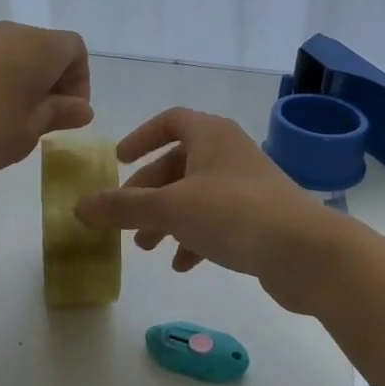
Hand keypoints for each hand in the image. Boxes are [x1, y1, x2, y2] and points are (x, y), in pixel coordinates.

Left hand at [0, 21, 92, 177]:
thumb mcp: (27, 132)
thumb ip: (57, 116)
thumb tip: (82, 107)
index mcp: (38, 47)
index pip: (76, 49)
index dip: (80, 82)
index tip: (65, 115)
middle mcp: (8, 33)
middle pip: (42, 51)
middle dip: (48, 87)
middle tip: (37, 125)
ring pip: (9, 59)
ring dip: (16, 88)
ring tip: (2, 127)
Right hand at [73, 107, 339, 307]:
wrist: (306, 252)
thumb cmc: (234, 214)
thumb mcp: (170, 209)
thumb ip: (122, 207)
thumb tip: (78, 207)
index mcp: (211, 135)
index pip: (171, 121)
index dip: (142, 138)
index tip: (119, 161)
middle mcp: (229, 153)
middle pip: (178, 164)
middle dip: (148, 192)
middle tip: (125, 219)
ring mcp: (248, 186)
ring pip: (195, 195)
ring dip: (167, 218)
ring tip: (146, 248)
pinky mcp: (260, 218)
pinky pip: (217, 221)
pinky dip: (195, 238)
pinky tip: (182, 264)